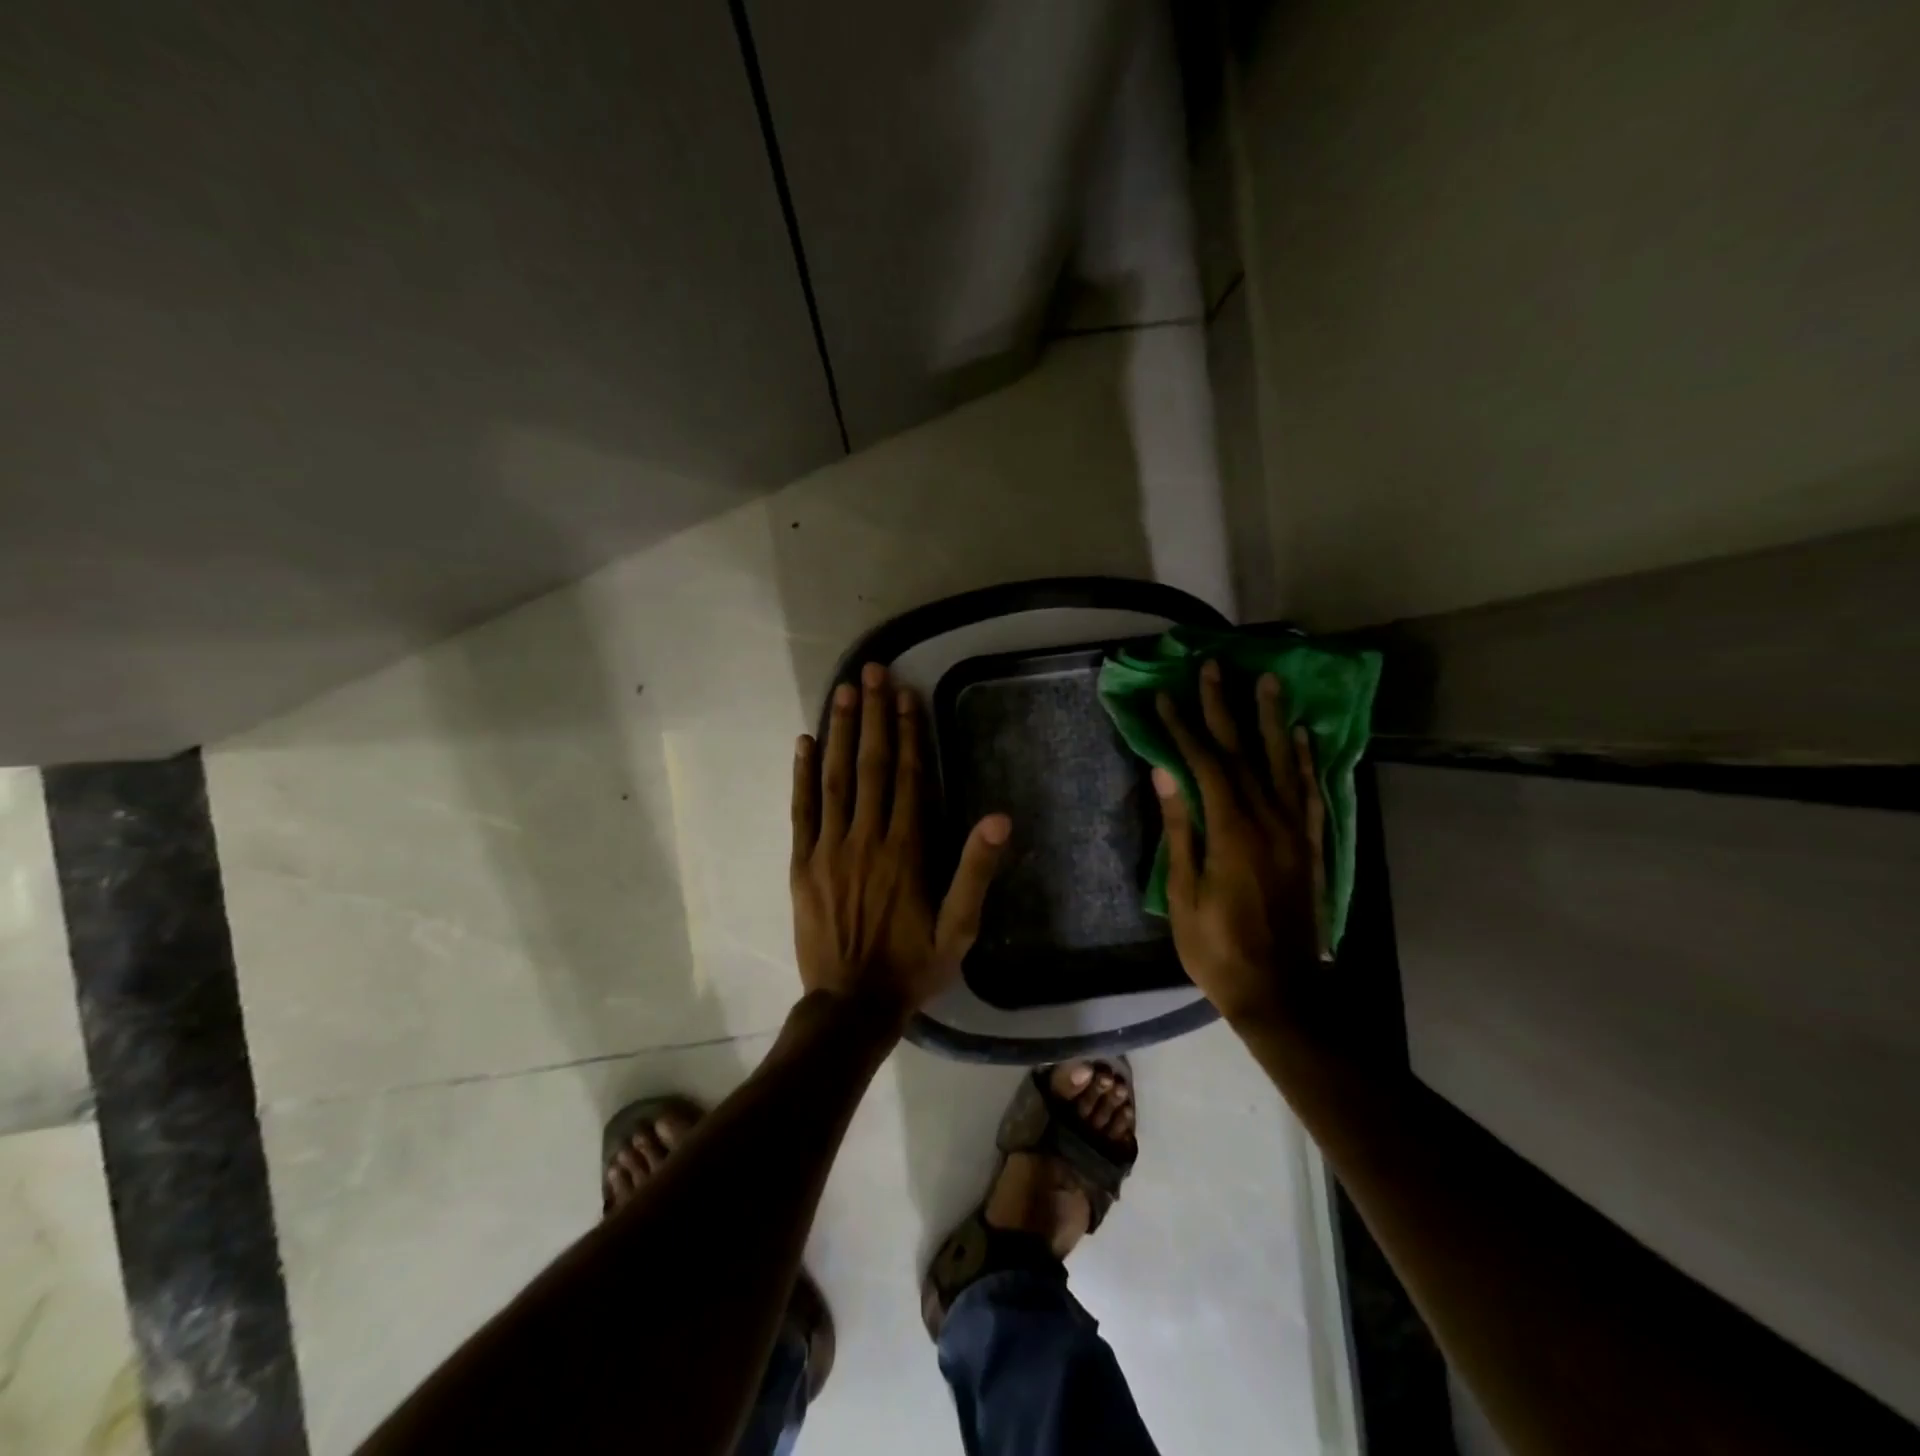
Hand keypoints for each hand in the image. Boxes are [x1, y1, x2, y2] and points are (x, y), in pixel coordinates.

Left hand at [791, 662, 1010, 1024]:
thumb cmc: (912, 966)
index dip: (910, 734)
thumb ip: (976, 871)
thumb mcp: (959, 929)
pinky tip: (805, 743)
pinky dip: (802, 775)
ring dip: (841, 733)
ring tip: (842, 693)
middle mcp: (866, 839)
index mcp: (906, 850)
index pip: (909, 778)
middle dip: (874, 717)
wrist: (852, 1005)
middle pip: (872, 767)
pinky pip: (802, 811)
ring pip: (835, 779)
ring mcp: (829, 849)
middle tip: (871, 672)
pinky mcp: (802, 864)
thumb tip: (999, 818)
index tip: (907, 695)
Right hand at [1153, 661, 1326, 1028]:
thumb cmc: (1218, 949)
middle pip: (1244, 752)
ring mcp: (1296, 832)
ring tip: (1268, 681)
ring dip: (1272, 719)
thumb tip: (1164, 772)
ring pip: (1284, 763)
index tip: (1164, 697)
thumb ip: (1180, 829)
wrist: (1282, 993)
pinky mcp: (1311, 847)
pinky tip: (1303, 737)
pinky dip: (1306, 762)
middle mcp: (1269, 821)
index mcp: (1232, 832)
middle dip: (1224, 707)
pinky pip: (1311, 794)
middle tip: (1213, 667)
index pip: (1205, 764)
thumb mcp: (1184, 894)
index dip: (1182, 728)